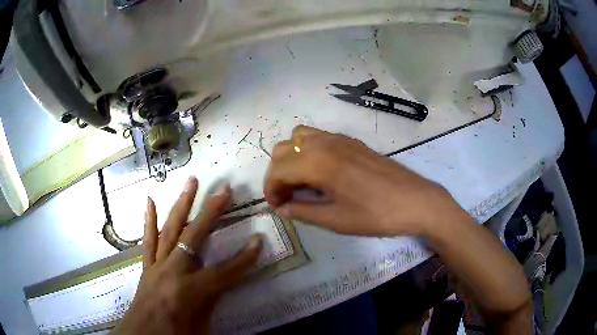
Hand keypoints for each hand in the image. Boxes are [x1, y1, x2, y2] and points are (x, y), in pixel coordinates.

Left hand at [117, 177, 261, 334]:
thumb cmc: (176, 334)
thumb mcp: (203, 324)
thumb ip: (213, 300)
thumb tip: (223, 282)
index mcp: (190, 291)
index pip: (225, 272)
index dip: (244, 259)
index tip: (259, 240)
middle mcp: (172, 271)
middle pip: (194, 237)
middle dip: (211, 212)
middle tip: (224, 190)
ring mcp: (157, 265)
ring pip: (170, 230)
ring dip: (181, 205)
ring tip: (190, 182)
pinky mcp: (147, 265)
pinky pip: (148, 241)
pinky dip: (149, 220)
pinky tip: (150, 201)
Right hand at [264, 126, 458, 236]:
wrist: (416, 201)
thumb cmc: (377, 214)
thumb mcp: (337, 220)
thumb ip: (304, 212)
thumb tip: (282, 209)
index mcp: (319, 162)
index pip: (278, 169)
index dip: (271, 189)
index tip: (277, 207)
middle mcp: (325, 143)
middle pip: (283, 149)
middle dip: (277, 173)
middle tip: (287, 197)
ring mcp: (340, 138)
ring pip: (299, 138)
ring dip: (291, 159)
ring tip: (301, 183)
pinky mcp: (352, 141)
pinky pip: (318, 138)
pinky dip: (308, 152)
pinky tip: (320, 173)